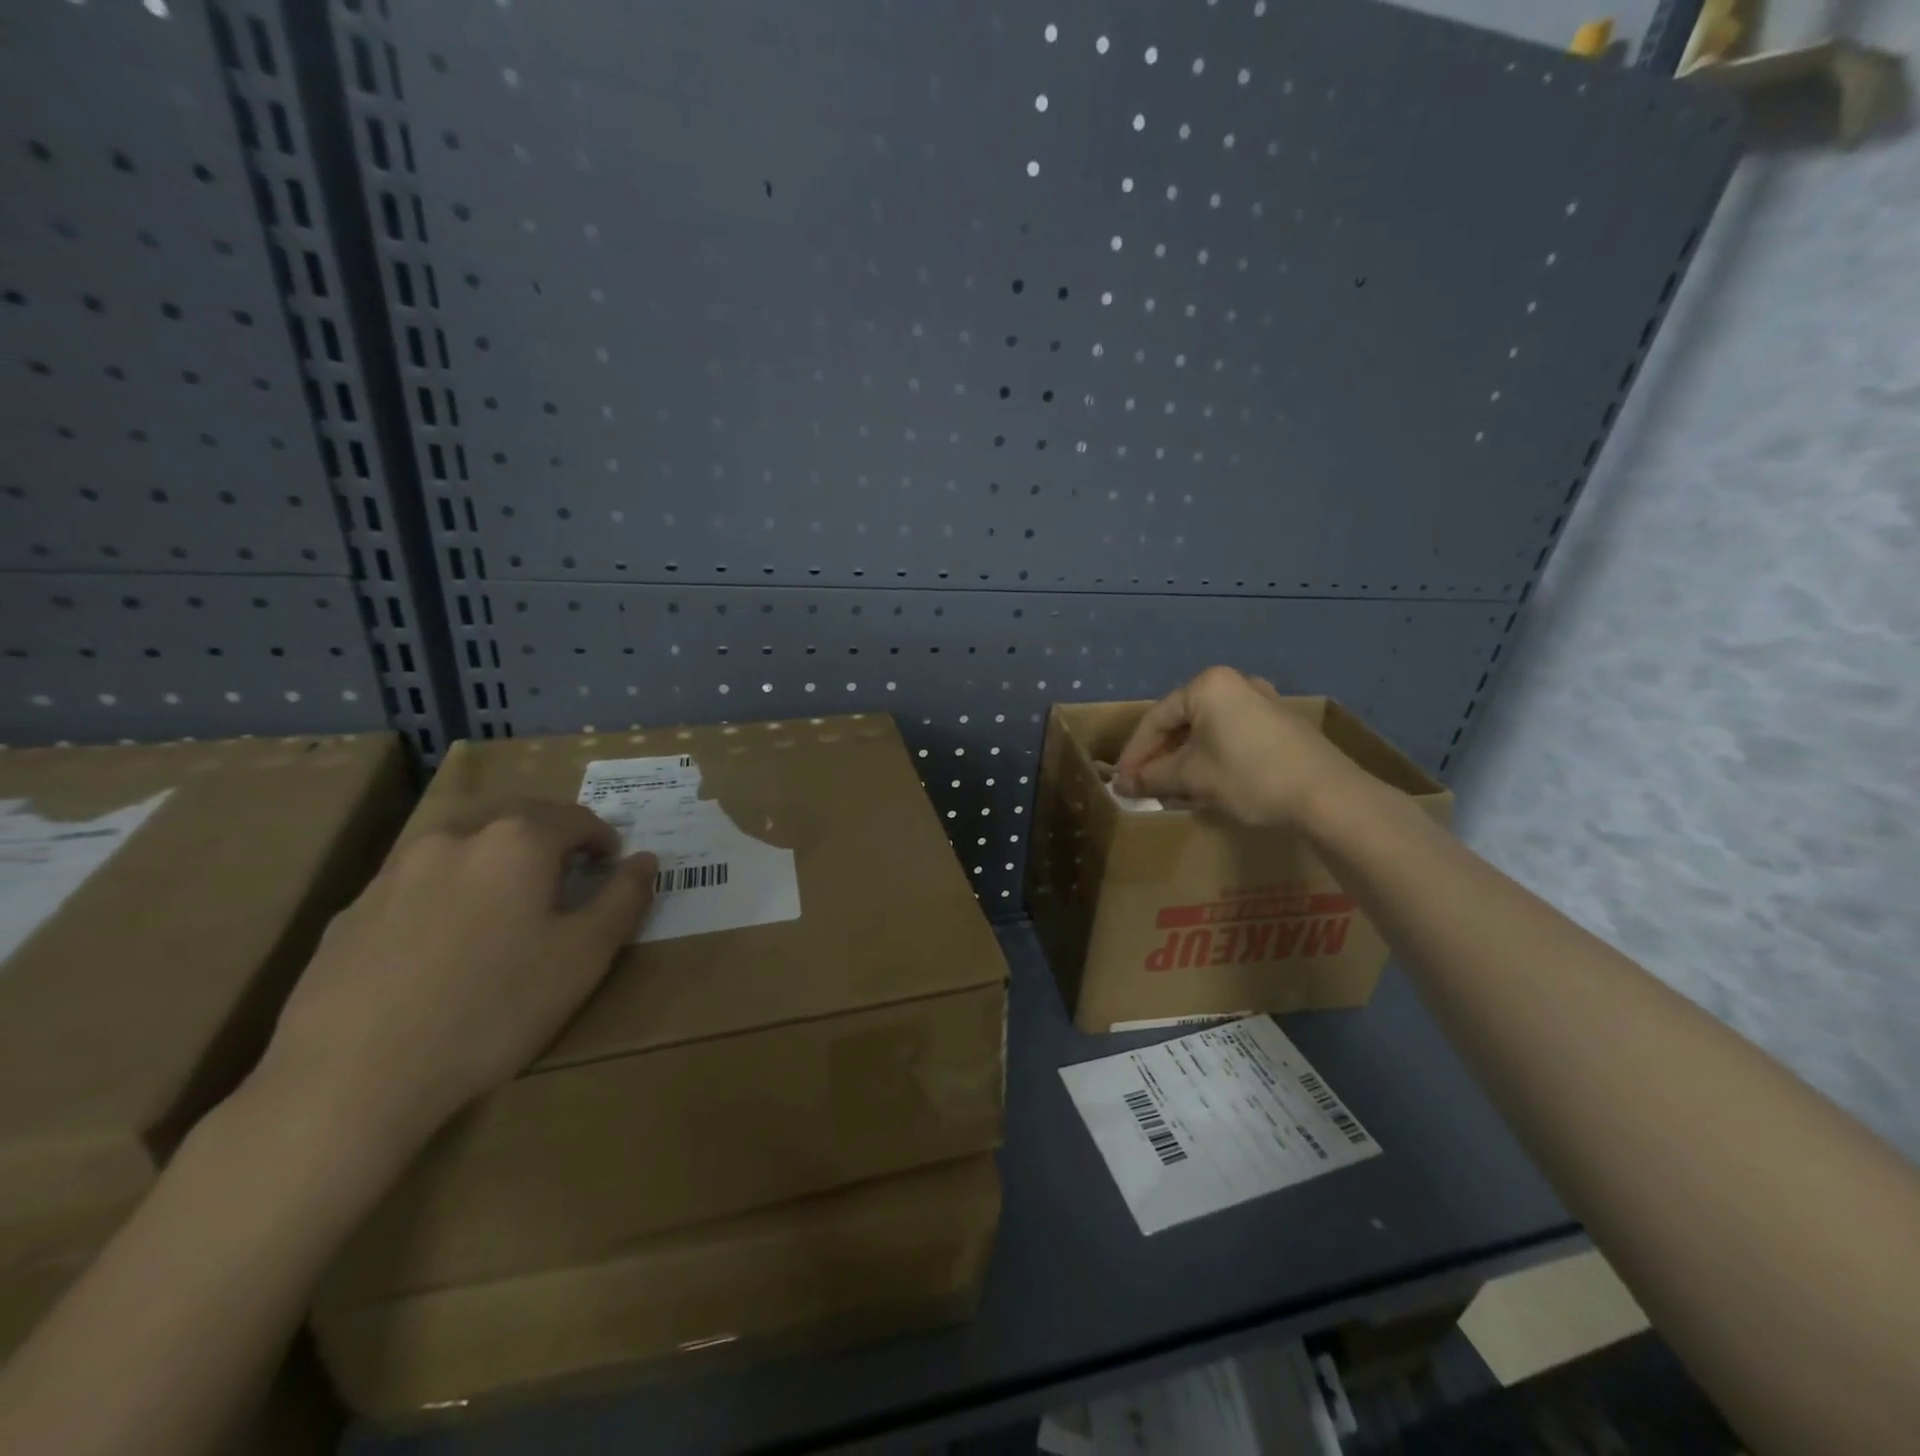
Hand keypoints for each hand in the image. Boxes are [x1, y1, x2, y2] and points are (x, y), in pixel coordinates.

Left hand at [252, 801, 655, 1169]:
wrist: (351, 1080)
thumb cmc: (493, 1008)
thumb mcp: (584, 957)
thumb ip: (624, 898)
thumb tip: (645, 860)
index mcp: (517, 841)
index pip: (577, 819)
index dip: (604, 841)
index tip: (610, 870)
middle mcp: (455, 838)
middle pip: (517, 818)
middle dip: (550, 838)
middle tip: (566, 879)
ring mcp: (394, 872)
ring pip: (463, 845)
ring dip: (496, 860)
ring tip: (507, 907)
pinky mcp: (351, 911)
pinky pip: (417, 883)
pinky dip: (447, 892)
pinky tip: (445, 945)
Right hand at [1114, 666, 1355, 828]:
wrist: (1328, 796)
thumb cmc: (1249, 777)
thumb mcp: (1192, 778)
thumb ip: (1151, 778)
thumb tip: (1122, 785)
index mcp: (1208, 686)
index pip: (1156, 719)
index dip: (1134, 754)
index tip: (1122, 783)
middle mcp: (1235, 684)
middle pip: (1182, 722)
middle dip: (1160, 758)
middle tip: (1144, 786)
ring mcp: (1262, 702)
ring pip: (1207, 731)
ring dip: (1184, 761)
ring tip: (1171, 790)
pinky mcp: (1280, 725)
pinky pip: (1231, 737)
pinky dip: (1212, 758)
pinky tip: (1207, 785)